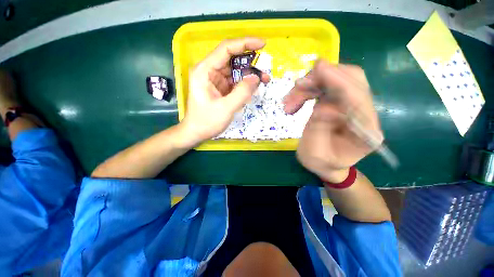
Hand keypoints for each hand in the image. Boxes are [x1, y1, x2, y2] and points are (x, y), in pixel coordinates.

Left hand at [180, 38, 269, 146]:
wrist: (196, 133)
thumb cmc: (206, 122)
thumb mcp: (225, 109)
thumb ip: (242, 92)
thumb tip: (256, 77)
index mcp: (205, 70)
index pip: (226, 49)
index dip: (245, 44)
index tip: (263, 44)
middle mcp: (209, 71)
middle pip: (232, 59)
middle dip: (250, 63)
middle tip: (265, 72)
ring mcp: (215, 79)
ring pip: (235, 71)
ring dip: (249, 75)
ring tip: (263, 81)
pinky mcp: (220, 87)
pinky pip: (234, 81)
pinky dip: (244, 84)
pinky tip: (252, 89)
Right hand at [283, 60, 382, 182]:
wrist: (327, 164)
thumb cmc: (321, 164)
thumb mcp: (315, 154)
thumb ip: (319, 130)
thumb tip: (322, 105)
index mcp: (366, 132)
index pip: (358, 98)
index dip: (338, 80)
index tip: (318, 68)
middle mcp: (365, 114)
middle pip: (352, 80)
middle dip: (322, 78)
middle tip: (297, 87)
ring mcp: (354, 106)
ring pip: (337, 80)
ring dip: (310, 86)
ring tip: (289, 102)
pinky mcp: (341, 102)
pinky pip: (327, 87)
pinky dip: (309, 89)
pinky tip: (296, 100)